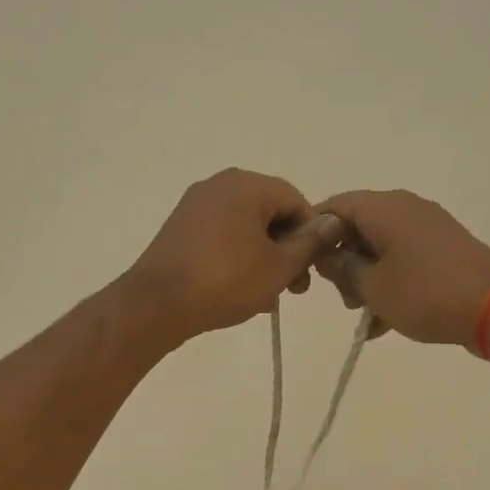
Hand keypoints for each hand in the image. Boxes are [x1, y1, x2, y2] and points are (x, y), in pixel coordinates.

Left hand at [124, 169, 346, 344]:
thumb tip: (332, 223)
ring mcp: (195, 206)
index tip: (312, 270)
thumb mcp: (279, 266)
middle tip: (294, 288)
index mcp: (246, 185)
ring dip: (264, 258)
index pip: (295, 200)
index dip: (311, 235)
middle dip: (287, 249)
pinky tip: (243, 291)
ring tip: (269, 297)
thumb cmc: (226, 281)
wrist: (157, 304)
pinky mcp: (179, 229)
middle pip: (269, 212)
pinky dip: (238, 258)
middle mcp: (219, 185)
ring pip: (245, 228)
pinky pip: (222, 237)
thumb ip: (310, 243)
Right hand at [314, 190, 489, 350]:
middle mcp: (406, 208)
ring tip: (364, 316)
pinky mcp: (445, 248)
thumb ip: (341, 268)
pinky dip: (390, 282)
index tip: (305, 266)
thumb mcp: (372, 287)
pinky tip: (384, 322)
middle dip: (343, 263)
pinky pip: (404, 258)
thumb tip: (324, 254)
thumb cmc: (426, 295)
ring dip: (366, 278)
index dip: (314, 234)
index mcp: (385, 208)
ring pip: (381, 247)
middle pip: (358, 227)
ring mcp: (429, 227)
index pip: (335, 206)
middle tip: (343, 298)